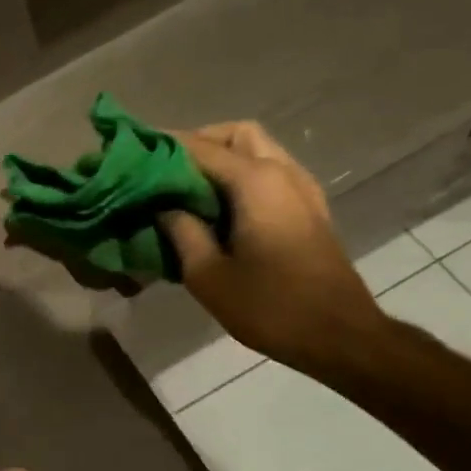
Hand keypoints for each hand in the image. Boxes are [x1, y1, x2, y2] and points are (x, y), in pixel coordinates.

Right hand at [159, 121, 386, 372]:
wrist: (340, 336)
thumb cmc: (270, 307)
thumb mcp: (207, 275)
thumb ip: (180, 231)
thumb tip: (163, 207)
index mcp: (256, 182)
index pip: (200, 147)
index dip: (163, 146)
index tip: (131, 151)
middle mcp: (282, 172)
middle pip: (236, 134)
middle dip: (198, 143)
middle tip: (165, 170)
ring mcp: (302, 189)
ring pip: (257, 150)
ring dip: (222, 158)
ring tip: (187, 189)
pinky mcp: (309, 208)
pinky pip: (270, 172)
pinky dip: (241, 175)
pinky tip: (219, 208)